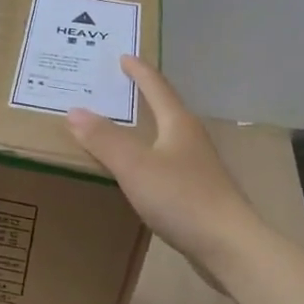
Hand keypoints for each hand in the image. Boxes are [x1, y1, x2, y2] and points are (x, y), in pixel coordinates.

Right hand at [66, 57, 265, 279]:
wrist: (229, 246)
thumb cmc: (182, 198)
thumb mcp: (135, 166)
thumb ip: (104, 139)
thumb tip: (74, 111)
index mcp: (178, 124)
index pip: (156, 87)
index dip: (139, 71)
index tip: (124, 56)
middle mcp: (190, 139)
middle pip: (164, 109)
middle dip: (141, 98)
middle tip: (114, 90)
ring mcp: (197, 167)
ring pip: (166, 138)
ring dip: (144, 130)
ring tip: (119, 130)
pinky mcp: (198, 193)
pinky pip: (166, 165)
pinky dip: (148, 159)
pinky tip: (137, 173)